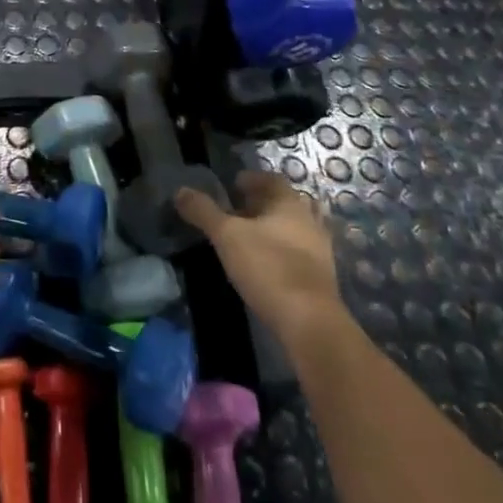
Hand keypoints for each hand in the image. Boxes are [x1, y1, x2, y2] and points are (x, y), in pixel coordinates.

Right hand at [176, 172, 342, 346]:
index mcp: (290, 203)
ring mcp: (320, 250)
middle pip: (285, 203)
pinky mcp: (321, 278)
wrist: (310, 322)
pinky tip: (265, 264)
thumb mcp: (226, 236)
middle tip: (237, 210)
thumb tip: (180, 190)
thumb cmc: (268, 267)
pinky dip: (282, 251)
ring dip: (273, 229)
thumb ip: (203, 211)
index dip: (252, 179)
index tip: (233, 185)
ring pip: (294, 229)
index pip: (272, 179)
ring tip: (249, 238)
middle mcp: (309, 220)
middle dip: (262, 204)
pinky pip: (299, 253)